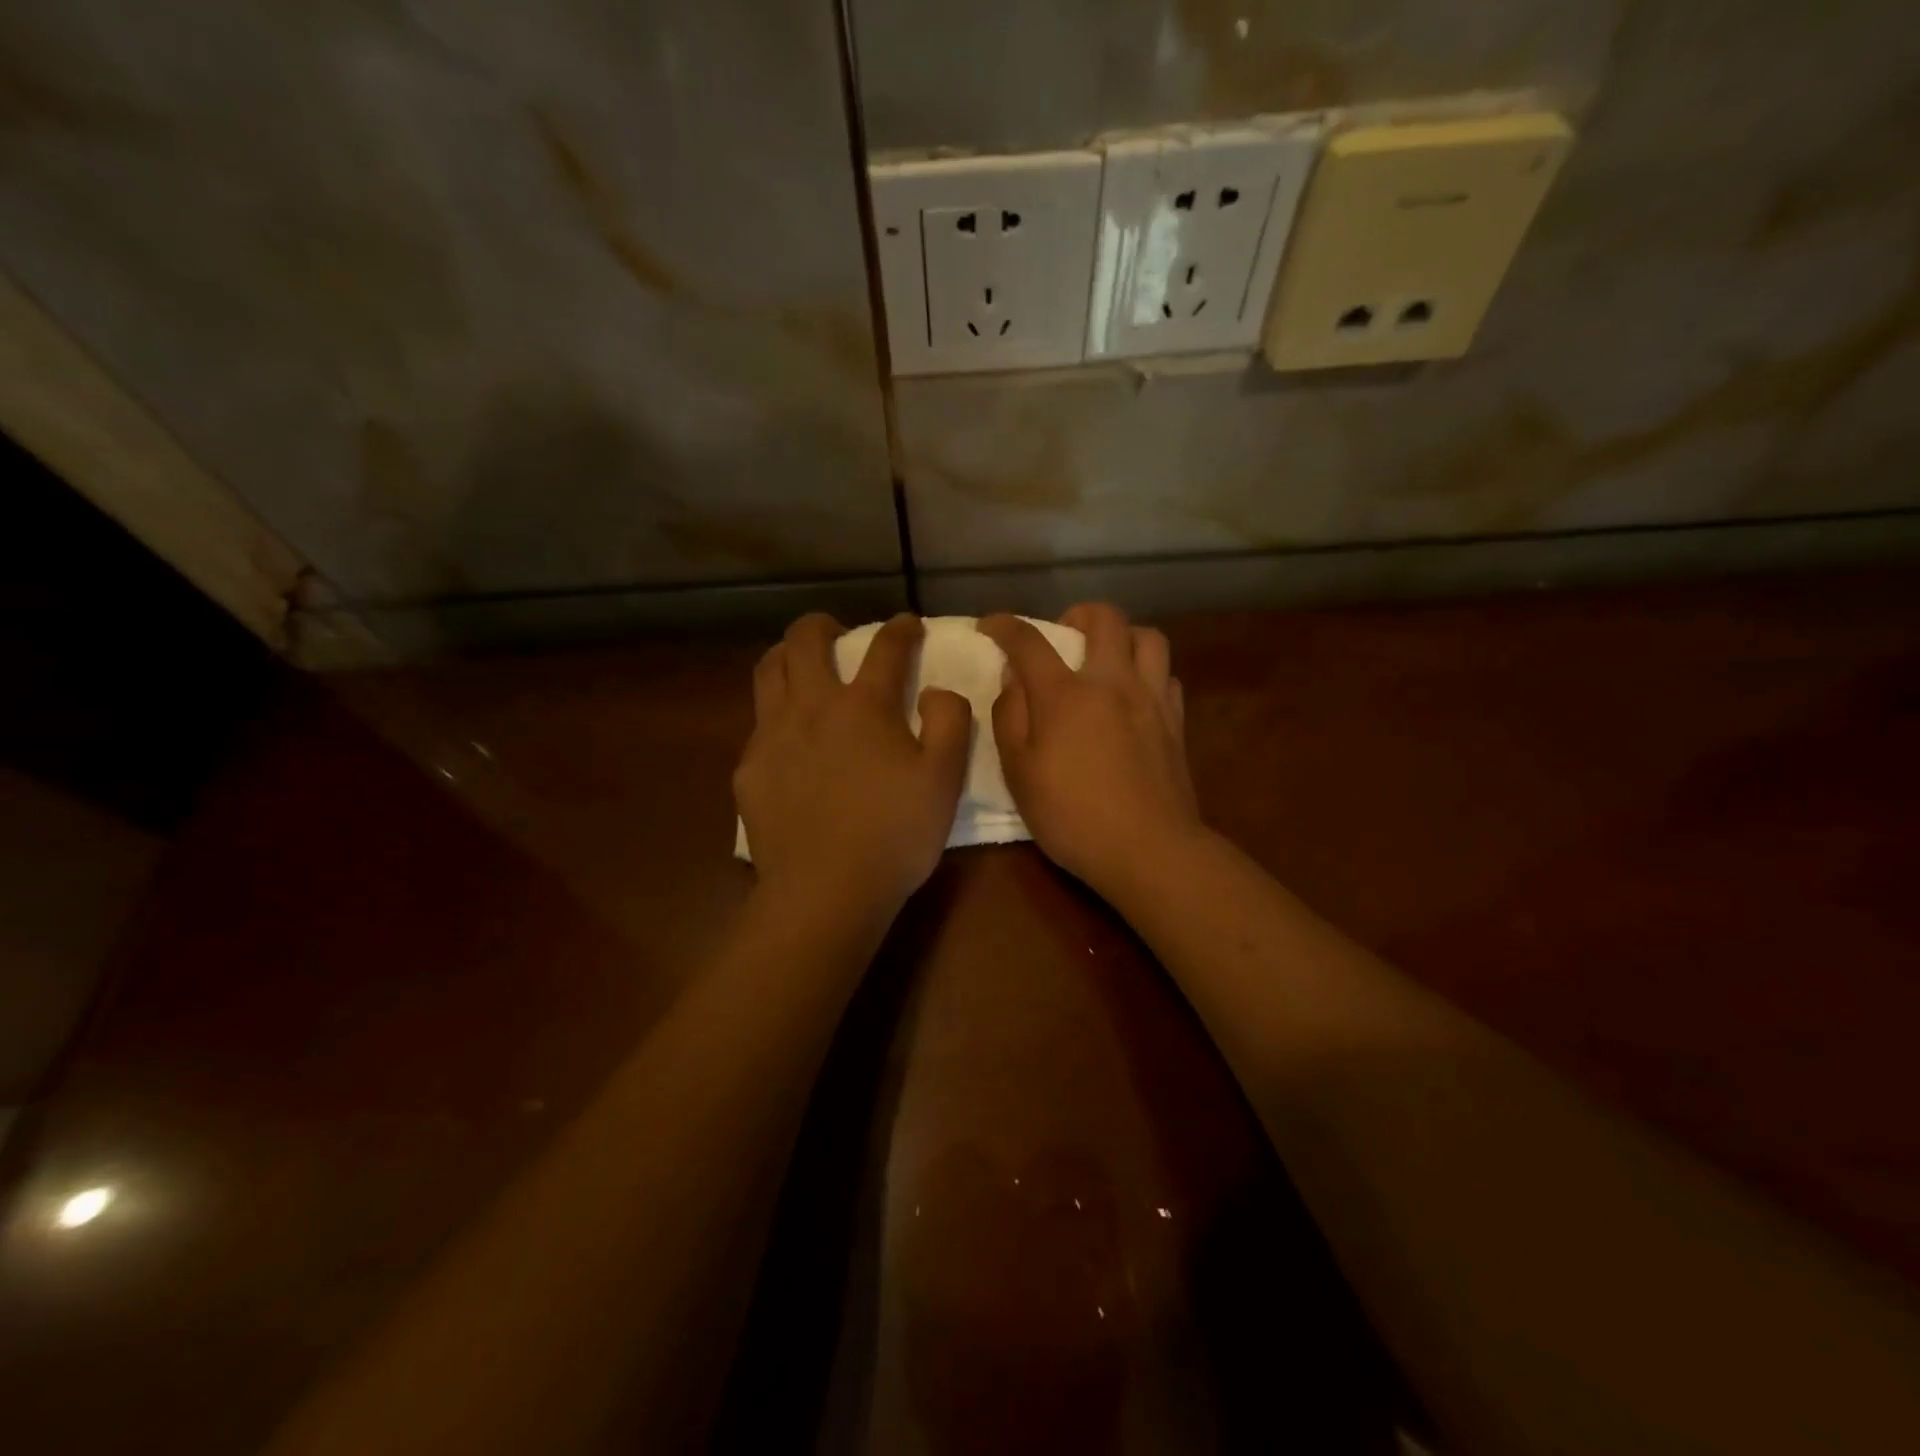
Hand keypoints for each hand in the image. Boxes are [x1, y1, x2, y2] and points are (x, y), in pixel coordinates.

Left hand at [736, 613, 971, 912]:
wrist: (825, 891)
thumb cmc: (894, 835)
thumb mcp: (944, 780)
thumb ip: (949, 722)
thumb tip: (936, 690)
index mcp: (865, 706)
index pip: (885, 647)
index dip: (901, 628)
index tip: (908, 624)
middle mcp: (813, 706)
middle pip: (805, 640)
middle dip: (823, 624)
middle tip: (837, 633)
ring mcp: (773, 734)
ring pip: (768, 670)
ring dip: (786, 655)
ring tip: (801, 667)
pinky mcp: (750, 767)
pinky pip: (758, 721)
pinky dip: (775, 711)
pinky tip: (788, 737)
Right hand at [980, 604, 1203, 900]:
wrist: (1149, 849)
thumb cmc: (1072, 816)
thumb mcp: (1019, 773)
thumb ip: (1010, 717)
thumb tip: (1013, 677)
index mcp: (1065, 695)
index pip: (1029, 642)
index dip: (1005, 626)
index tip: (990, 625)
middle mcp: (1112, 683)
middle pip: (1104, 618)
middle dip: (1077, 613)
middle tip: (1061, 634)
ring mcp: (1151, 699)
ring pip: (1147, 637)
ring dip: (1122, 636)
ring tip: (1105, 658)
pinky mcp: (1176, 722)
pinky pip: (1166, 674)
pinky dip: (1147, 672)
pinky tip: (1134, 695)